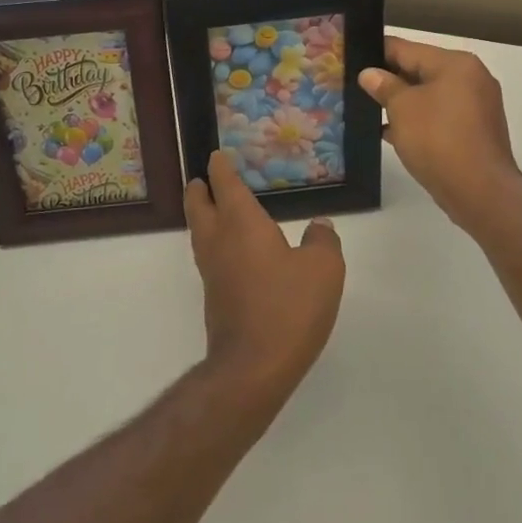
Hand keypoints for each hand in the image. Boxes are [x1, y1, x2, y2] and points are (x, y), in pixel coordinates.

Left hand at [185, 150, 344, 410]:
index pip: (225, 185)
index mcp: (241, 224)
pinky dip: (214, 242)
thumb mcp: (323, 270)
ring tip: (213, 209)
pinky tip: (232, 252)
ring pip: (199, 232)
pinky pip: (209, 256)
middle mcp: (219, 241)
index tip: (217, 156)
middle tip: (203, 179)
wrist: (253, 367)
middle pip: (198, 206)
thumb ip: (322, 242)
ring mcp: (212, 271)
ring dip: (202, 215)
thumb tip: (320, 226)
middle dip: (199, 189)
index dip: (221, 168)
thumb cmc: (289, 308)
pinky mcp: (214, 297)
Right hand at [360, 36, 521, 230]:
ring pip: (429, 95)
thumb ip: (384, 86)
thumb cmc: (438, 139)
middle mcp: (471, 78)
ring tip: (369, 111)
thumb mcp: (402, 108)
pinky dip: (419, 121)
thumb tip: (370, 74)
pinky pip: (440, 117)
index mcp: (455, 63)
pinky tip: (392, 133)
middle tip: (356, 87)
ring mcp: (477, 106)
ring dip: (402, 103)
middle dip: (389, 80)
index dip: (376, 53)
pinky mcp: (475, 131)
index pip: (406, 48)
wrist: (479, 190)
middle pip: (420, 70)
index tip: (351, 59)